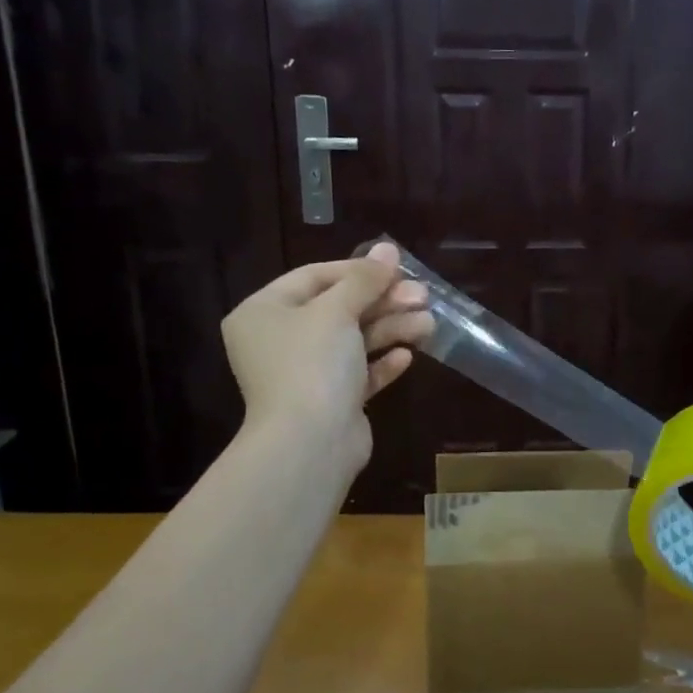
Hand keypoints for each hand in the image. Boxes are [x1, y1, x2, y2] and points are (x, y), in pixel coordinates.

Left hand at [221, 243, 434, 467]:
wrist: (310, 444)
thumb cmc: (313, 363)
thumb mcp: (338, 311)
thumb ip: (364, 279)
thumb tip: (387, 248)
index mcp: (263, 312)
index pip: (313, 277)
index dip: (358, 271)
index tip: (397, 268)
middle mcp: (278, 341)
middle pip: (338, 309)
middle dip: (383, 302)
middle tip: (422, 296)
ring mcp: (303, 374)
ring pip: (352, 342)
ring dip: (391, 330)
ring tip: (429, 324)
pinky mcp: (329, 402)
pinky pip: (357, 374)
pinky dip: (381, 363)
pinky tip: (406, 356)